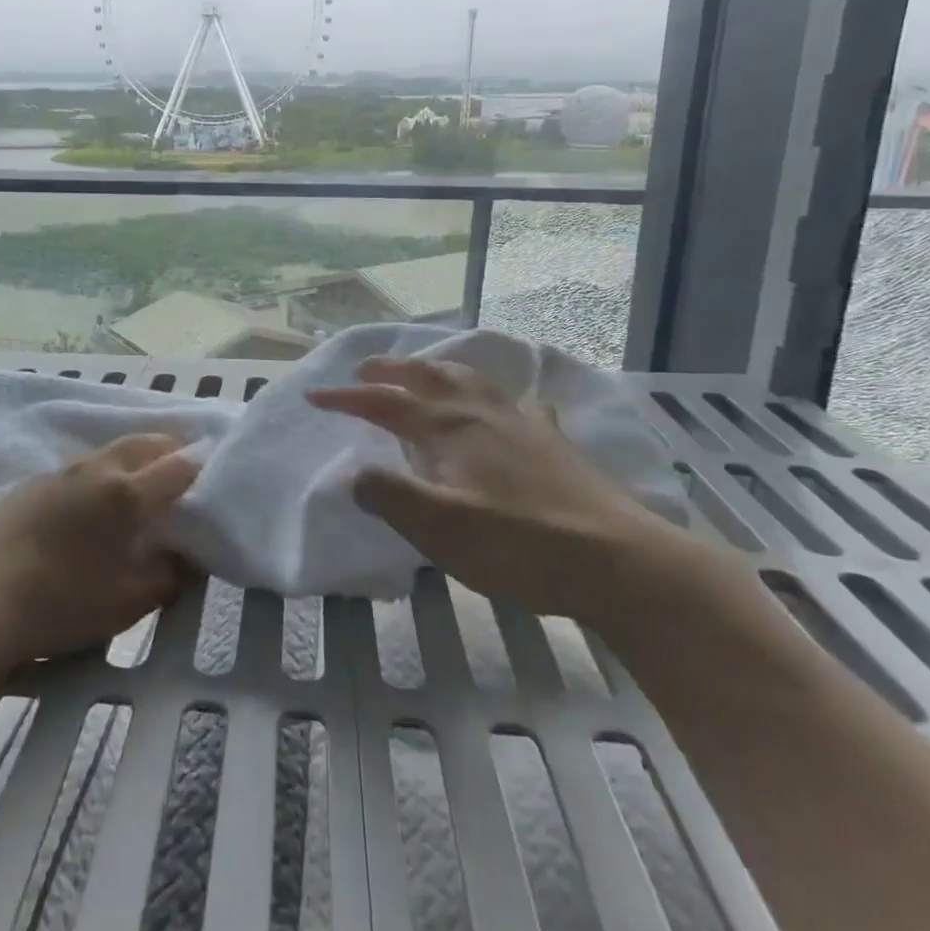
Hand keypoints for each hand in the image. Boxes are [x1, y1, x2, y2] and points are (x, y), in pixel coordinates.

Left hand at [0, 433, 198, 669]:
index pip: (180, 465)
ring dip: (134, 459)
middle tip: (180, 476)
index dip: (201, 471)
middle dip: (171, 451)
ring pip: (112, 450)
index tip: (209, 486)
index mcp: (128, 494)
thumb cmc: (63, 604)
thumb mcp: (130, 601)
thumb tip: (190, 556)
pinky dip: (100, 474)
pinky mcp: (35, 480)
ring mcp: (63, 470)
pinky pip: (81, 466)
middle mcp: (99, 468)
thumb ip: (170, 574)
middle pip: (147, 441)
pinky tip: (90, 505)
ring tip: (139, 488)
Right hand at [307, 357, 696, 622]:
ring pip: (472, 380)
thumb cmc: (518, 545)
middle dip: (390, 371)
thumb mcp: (440, 529)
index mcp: (448, 429)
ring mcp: (521, 423)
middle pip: (428, 377)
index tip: (314, 398)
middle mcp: (481, 413)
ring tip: (426, 369)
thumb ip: (390, 496)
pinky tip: (511, 403)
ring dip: (439, 370)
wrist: (615, 561)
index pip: (385, 403)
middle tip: (364, 369)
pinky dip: (502, 396)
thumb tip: (355, 473)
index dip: (347, 398)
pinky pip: (520, 404)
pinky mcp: (553, 443)